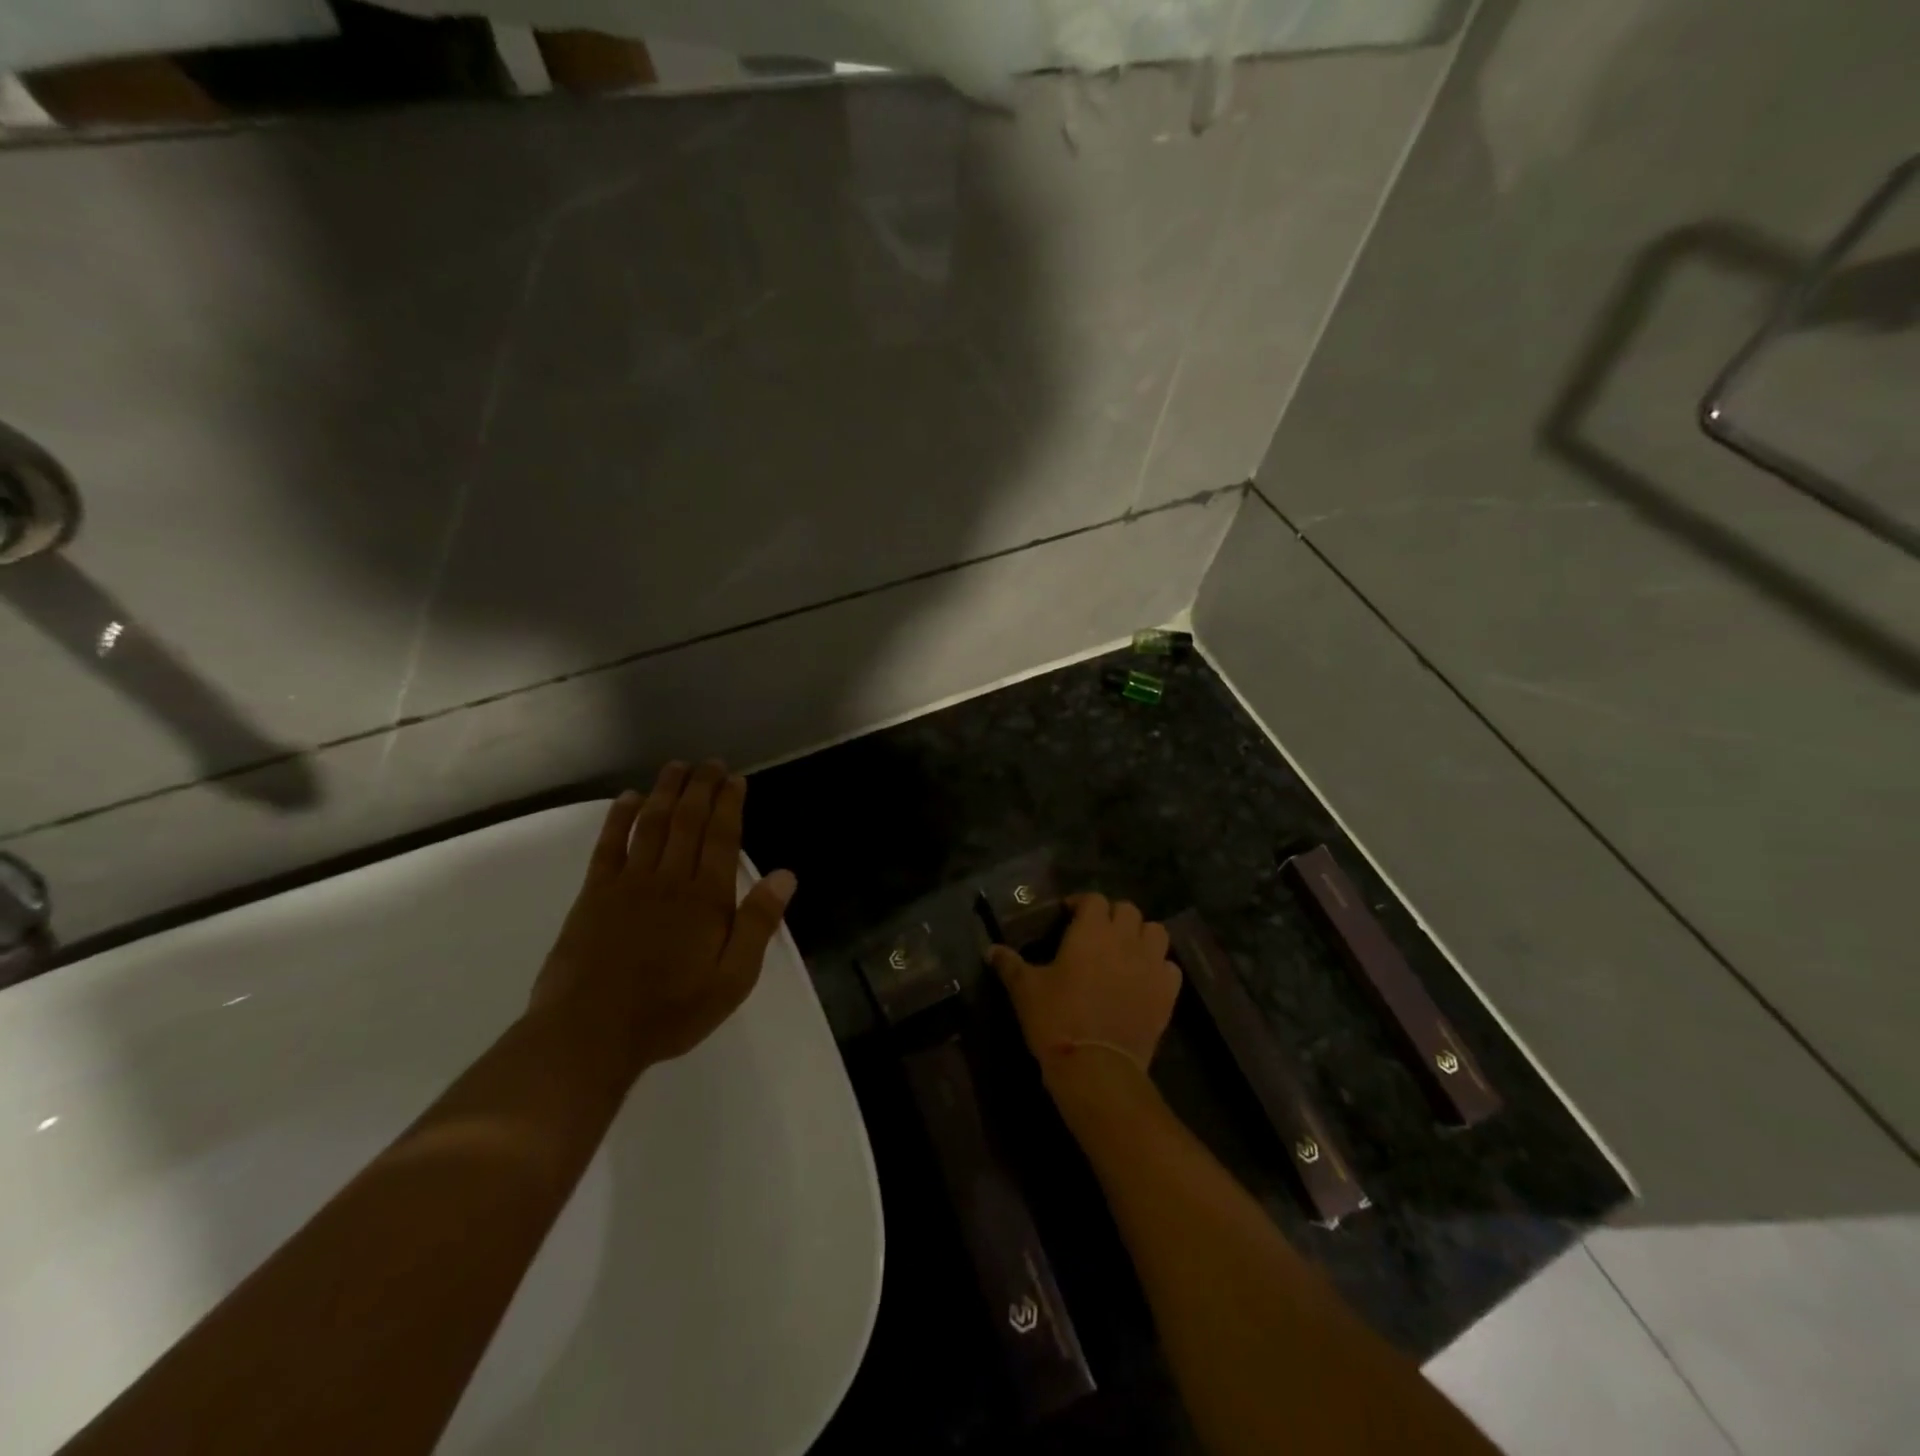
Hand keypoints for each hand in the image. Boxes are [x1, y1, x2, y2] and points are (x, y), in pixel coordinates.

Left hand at [531, 761, 796, 1088]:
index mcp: (706, 898)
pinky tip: (627, 799)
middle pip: (688, 821)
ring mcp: (628, 883)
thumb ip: (758, 924)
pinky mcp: (594, 894)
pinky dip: (618, 819)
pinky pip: (609, 846)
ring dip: (665, 792)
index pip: (723, 838)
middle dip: (701, 788)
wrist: (590, 1034)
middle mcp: (670, 879)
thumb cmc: (671, 1011)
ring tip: (677, 767)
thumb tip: (785, 876)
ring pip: (651, 824)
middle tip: (710, 763)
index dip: (730, 805)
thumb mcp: (732, 979)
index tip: (735, 779)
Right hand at [987, 893, 1180, 1081]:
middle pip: (1128, 910)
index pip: (1094, 899)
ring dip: (1141, 935)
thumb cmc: (1056, 1019)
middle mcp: (1125, 939)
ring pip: (1156, 932)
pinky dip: (1159, 967)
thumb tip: (990, 949)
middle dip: (1112, 916)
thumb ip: (1009, 964)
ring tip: (1126, 951)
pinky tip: (1144, 979)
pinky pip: (1171, 967)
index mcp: (1091, 931)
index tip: (1068, 915)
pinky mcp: (1167, 993)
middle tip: (1097, 933)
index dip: (1081, 903)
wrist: (1096, 1068)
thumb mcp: (1025, 989)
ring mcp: (1151, 965)